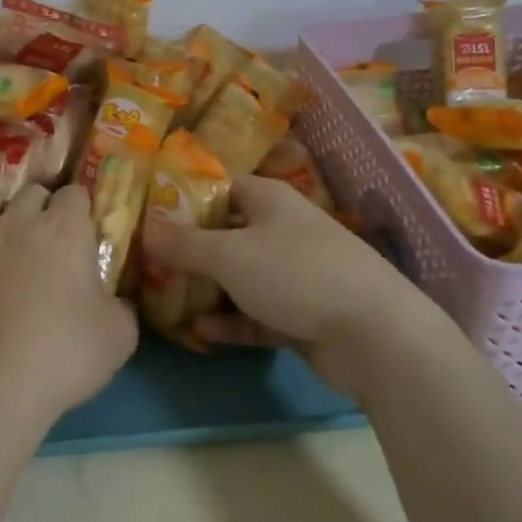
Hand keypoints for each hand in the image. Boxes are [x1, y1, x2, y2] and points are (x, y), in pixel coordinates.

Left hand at [0, 183, 138, 437]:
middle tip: (53, 236)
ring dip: (1, 208)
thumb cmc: (64, 354)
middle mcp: (19, 222)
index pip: (75, 193)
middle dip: (45, 205)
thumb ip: (120, 307)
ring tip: (8, 231)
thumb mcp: (119, 335)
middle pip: (32, 192)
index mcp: (64, 229)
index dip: (83, 207)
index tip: (87, 229)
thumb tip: (113, 302)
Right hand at [146, 175, 425, 398]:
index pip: (221, 186)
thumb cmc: (296, 274)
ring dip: (208, 288)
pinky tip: (200, 332)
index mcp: (270, 201)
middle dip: (191, 247)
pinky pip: (258, 313)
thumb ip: (185, 244)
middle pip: (228, 232)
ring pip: (242, 276)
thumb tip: (146, 230)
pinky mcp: (304, 314)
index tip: (150, 211)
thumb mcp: (230, 255)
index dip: (186, 195)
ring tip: (166, 298)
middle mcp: (283, 230)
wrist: (375, 335)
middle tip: (149, 260)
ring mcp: (296, 274)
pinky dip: (232, 321)